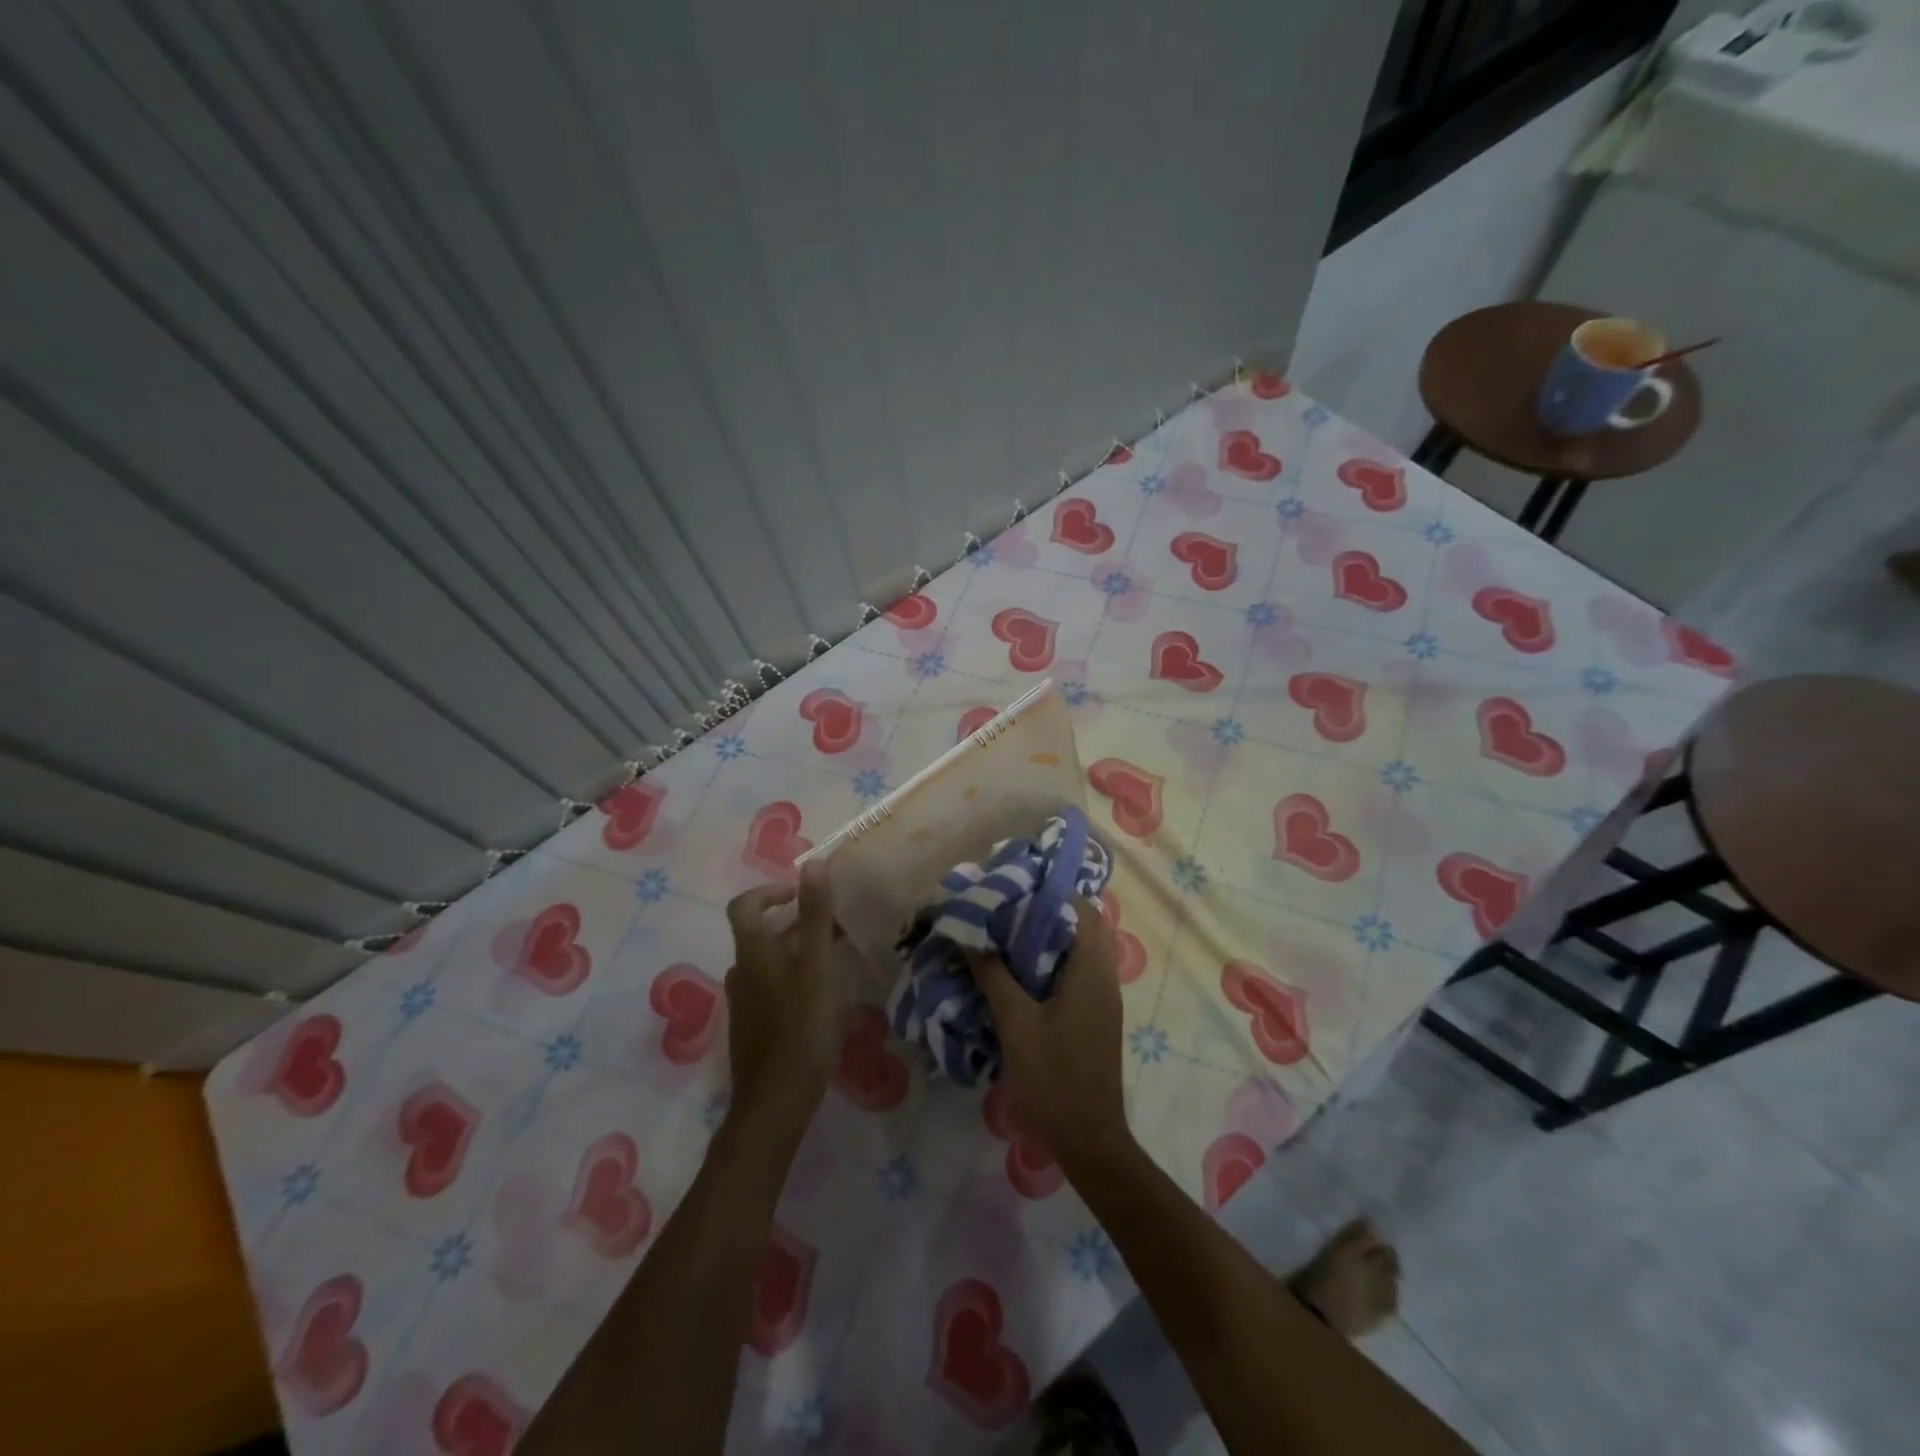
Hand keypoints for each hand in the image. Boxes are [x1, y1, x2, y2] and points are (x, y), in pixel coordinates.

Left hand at [724, 861, 839, 1126]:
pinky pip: (774, 987)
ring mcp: (746, 1003)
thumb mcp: (815, 965)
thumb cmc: (800, 1027)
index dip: (770, 891)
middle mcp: (742, 972)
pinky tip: (824, 993)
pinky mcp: (756, 1027)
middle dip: (798, 922)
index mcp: (752, 953)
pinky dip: (796, 976)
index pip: (744, 905)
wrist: (775, 1102)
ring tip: (836, 956)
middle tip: (835, 924)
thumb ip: (815, 915)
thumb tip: (812, 862)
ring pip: (771, 961)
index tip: (802, 893)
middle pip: (762, 933)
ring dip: (799, 950)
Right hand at [971, 896, 1132, 1168]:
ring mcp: (1104, 998)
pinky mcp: (1097, 1017)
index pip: (1083, 910)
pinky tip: (1024, 971)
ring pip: (1083, 949)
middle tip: (1010, 906)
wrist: (1089, 1139)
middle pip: (1085, 926)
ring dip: (1053, 936)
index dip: (1053, 892)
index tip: (1018, 884)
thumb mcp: (1016, 1024)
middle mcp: (1104, 978)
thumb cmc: (1053, 1078)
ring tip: (1011, 932)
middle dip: (1051, 910)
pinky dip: (1056, 960)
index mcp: (1091, 972)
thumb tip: (970, 935)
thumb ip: (994, 976)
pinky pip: (1080, 971)